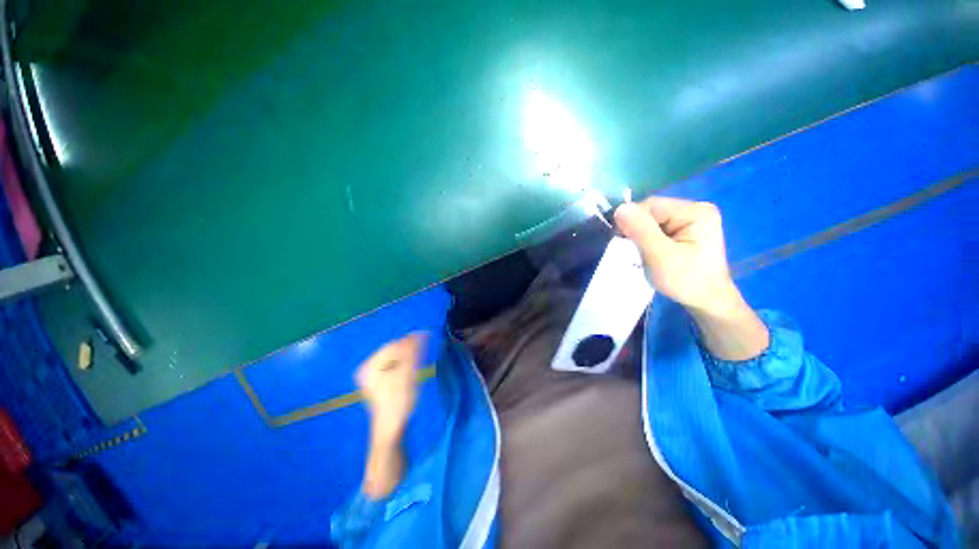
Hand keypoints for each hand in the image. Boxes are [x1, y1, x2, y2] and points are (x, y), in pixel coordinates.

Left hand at [356, 332, 426, 443]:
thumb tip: (421, 332)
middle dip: (409, 350)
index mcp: (370, 365)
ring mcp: (372, 375)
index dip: (411, 342)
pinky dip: (405, 365)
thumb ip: (412, 353)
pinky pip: (394, 366)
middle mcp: (368, 368)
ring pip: (395, 358)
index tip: (428, 339)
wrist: (391, 430)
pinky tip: (412, 370)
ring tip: (420, 362)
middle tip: (425, 352)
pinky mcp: (379, 381)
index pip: (394, 345)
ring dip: (409, 357)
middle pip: (393, 351)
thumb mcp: (407, 375)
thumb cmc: (398, 403)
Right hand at [614, 197, 737, 312]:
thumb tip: (620, 208)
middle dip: (636, 229)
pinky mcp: (684, 229)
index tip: (624, 243)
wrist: (706, 301)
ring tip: (642, 253)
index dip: (631, 222)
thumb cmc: (686, 281)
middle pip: (651, 211)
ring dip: (640, 235)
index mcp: (695, 212)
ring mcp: (690, 219)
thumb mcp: (660, 257)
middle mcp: (694, 209)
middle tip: (634, 251)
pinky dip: (646, 239)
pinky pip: (656, 227)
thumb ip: (641, 231)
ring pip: (651, 220)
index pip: (650, 206)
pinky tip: (649, 251)